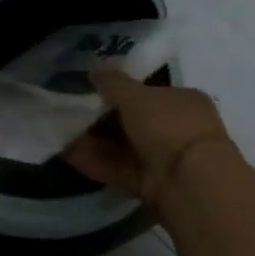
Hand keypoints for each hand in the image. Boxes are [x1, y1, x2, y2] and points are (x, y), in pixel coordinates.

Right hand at [63, 67, 234, 209]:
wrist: (192, 184)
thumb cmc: (169, 126)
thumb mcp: (136, 95)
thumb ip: (112, 82)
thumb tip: (94, 69)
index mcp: (183, 101)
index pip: (148, 93)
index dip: (118, 92)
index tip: (90, 93)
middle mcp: (177, 130)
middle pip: (133, 122)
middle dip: (101, 120)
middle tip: (70, 115)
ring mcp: (166, 160)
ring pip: (124, 148)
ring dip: (94, 142)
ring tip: (62, 136)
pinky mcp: (153, 186)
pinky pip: (121, 170)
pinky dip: (97, 163)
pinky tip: (69, 156)